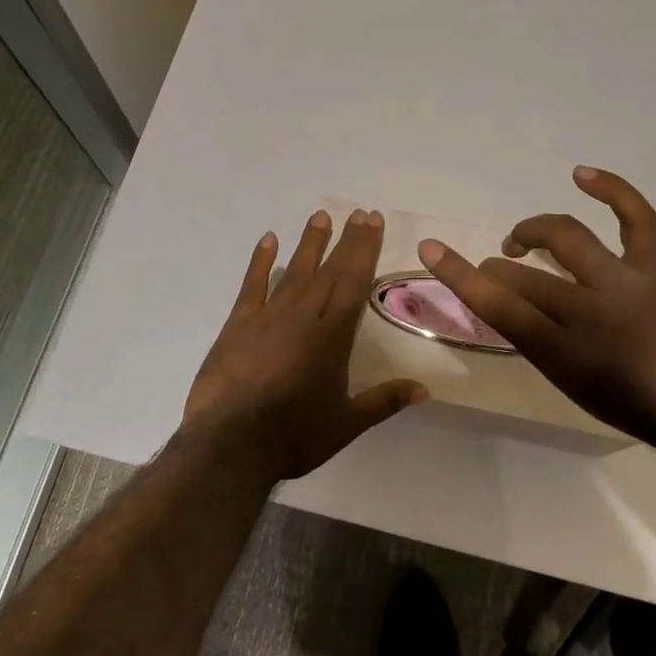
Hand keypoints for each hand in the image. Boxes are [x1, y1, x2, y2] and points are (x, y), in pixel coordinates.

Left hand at [181, 208, 426, 481]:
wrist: (231, 443)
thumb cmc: (294, 435)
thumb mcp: (346, 424)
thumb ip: (385, 401)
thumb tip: (425, 389)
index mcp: (333, 335)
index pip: (354, 281)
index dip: (365, 249)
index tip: (373, 221)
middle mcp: (304, 315)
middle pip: (330, 269)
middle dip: (346, 240)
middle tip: (358, 212)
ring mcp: (269, 316)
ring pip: (295, 270)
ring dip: (309, 243)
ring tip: (320, 216)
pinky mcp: (239, 323)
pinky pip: (253, 284)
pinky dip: (260, 261)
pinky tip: (268, 240)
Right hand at [418, 167, 655, 450]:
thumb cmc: (635, 406)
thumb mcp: (572, 385)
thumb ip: (538, 342)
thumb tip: (514, 304)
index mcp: (564, 350)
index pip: (498, 306)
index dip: (458, 275)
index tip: (431, 249)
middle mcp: (590, 310)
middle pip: (525, 275)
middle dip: (498, 267)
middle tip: (496, 268)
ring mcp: (625, 282)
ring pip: (567, 239)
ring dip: (534, 230)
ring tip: (520, 237)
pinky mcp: (655, 267)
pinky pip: (636, 219)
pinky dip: (611, 191)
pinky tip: (582, 175)